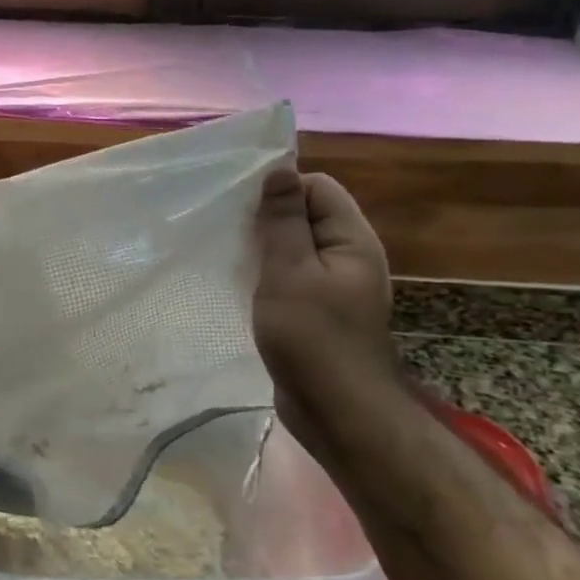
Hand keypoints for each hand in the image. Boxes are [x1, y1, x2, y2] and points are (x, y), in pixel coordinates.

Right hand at [251, 165, 395, 459]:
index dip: (281, 189)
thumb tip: (279, 169)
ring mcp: (334, 286)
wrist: (336, 411)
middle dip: (267, 218)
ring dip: (263, 247)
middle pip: (306, 215)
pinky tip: (242, 284)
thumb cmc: (312, 336)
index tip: (241, 207)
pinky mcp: (317, 310)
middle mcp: (348, 257)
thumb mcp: (290, 270)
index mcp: (352, 240)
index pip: (317, 187)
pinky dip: (267, 274)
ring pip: (294, 247)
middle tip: (228, 232)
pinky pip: (290, 276)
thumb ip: (283, 219)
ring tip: (228, 255)